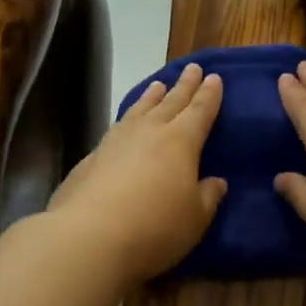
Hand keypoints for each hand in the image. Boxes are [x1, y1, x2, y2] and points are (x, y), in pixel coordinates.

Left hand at [47, 62, 226, 285]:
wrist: (89, 237)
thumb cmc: (155, 228)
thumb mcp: (195, 219)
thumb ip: (207, 197)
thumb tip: (216, 181)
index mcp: (181, 141)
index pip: (200, 111)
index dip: (209, 95)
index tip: (214, 78)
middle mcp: (149, 132)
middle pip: (171, 102)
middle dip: (184, 85)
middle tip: (192, 68)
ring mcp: (117, 141)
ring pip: (140, 109)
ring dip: (151, 96)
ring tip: (158, 85)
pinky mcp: (92, 156)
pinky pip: (118, 126)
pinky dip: (128, 118)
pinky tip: (126, 122)